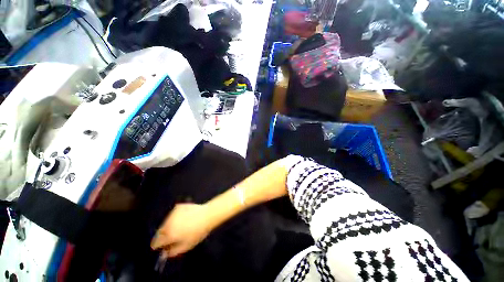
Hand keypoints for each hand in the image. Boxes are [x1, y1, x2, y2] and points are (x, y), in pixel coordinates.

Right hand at [150, 203, 211, 257]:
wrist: (207, 215)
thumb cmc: (198, 232)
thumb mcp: (186, 246)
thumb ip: (173, 251)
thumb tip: (165, 252)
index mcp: (169, 234)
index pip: (156, 242)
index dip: (157, 245)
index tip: (161, 246)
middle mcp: (168, 223)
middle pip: (160, 231)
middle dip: (163, 235)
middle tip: (173, 236)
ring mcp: (173, 213)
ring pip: (166, 222)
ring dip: (169, 226)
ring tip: (181, 226)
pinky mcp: (178, 207)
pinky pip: (173, 215)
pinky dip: (175, 217)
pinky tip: (185, 218)